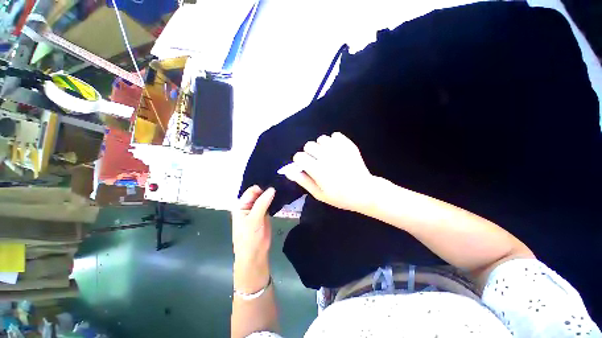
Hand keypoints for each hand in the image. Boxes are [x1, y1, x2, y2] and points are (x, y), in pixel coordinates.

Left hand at [232, 186, 274, 292]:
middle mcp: (249, 205)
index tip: (274, 183)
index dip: (262, 187)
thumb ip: (262, 203)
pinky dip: (275, 200)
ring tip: (283, 188)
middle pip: (259, 193)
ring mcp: (258, 209)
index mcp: (241, 205)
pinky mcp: (265, 213)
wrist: (255, 254)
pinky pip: (270, 203)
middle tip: (280, 184)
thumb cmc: (249, 237)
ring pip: (265, 197)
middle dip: (268, 189)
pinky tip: (282, 195)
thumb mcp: (254, 219)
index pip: (252, 191)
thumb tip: (272, 189)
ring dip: (272, 194)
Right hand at [284, 132, 374, 211]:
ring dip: (321, 146)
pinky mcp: (348, 145)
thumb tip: (289, 172)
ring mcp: (339, 149)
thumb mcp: (319, 194)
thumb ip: (303, 181)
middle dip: (309, 153)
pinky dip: (333, 141)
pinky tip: (336, 150)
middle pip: (308, 145)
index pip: (299, 156)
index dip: (299, 161)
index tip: (305, 166)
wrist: (364, 191)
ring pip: (321, 138)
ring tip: (327, 155)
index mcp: (318, 169)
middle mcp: (327, 156)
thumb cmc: (340, 196)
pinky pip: (335, 135)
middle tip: (317, 162)